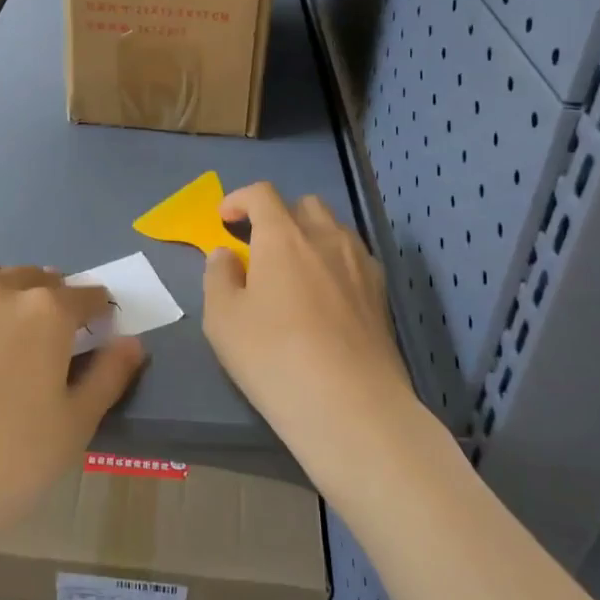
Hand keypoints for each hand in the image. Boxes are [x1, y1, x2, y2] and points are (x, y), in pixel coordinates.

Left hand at [0, 250, 144, 573]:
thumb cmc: (5, 467)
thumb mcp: (74, 427)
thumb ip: (110, 376)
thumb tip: (131, 342)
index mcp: (45, 311)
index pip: (85, 295)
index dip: (98, 311)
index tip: (99, 328)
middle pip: (37, 278)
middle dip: (52, 299)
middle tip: (50, 339)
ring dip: (3, 284)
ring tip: (0, 323)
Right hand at [203, 183, 419, 481]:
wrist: (352, 405)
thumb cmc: (275, 357)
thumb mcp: (223, 320)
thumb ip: (218, 276)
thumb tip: (226, 253)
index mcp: (283, 236)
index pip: (262, 194)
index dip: (239, 199)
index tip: (224, 219)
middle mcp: (326, 237)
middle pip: (304, 205)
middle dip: (279, 216)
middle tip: (260, 248)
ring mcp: (360, 263)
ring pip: (334, 229)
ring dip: (310, 236)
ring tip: (295, 271)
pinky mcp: (381, 293)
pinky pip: (354, 258)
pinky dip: (334, 262)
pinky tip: (326, 296)